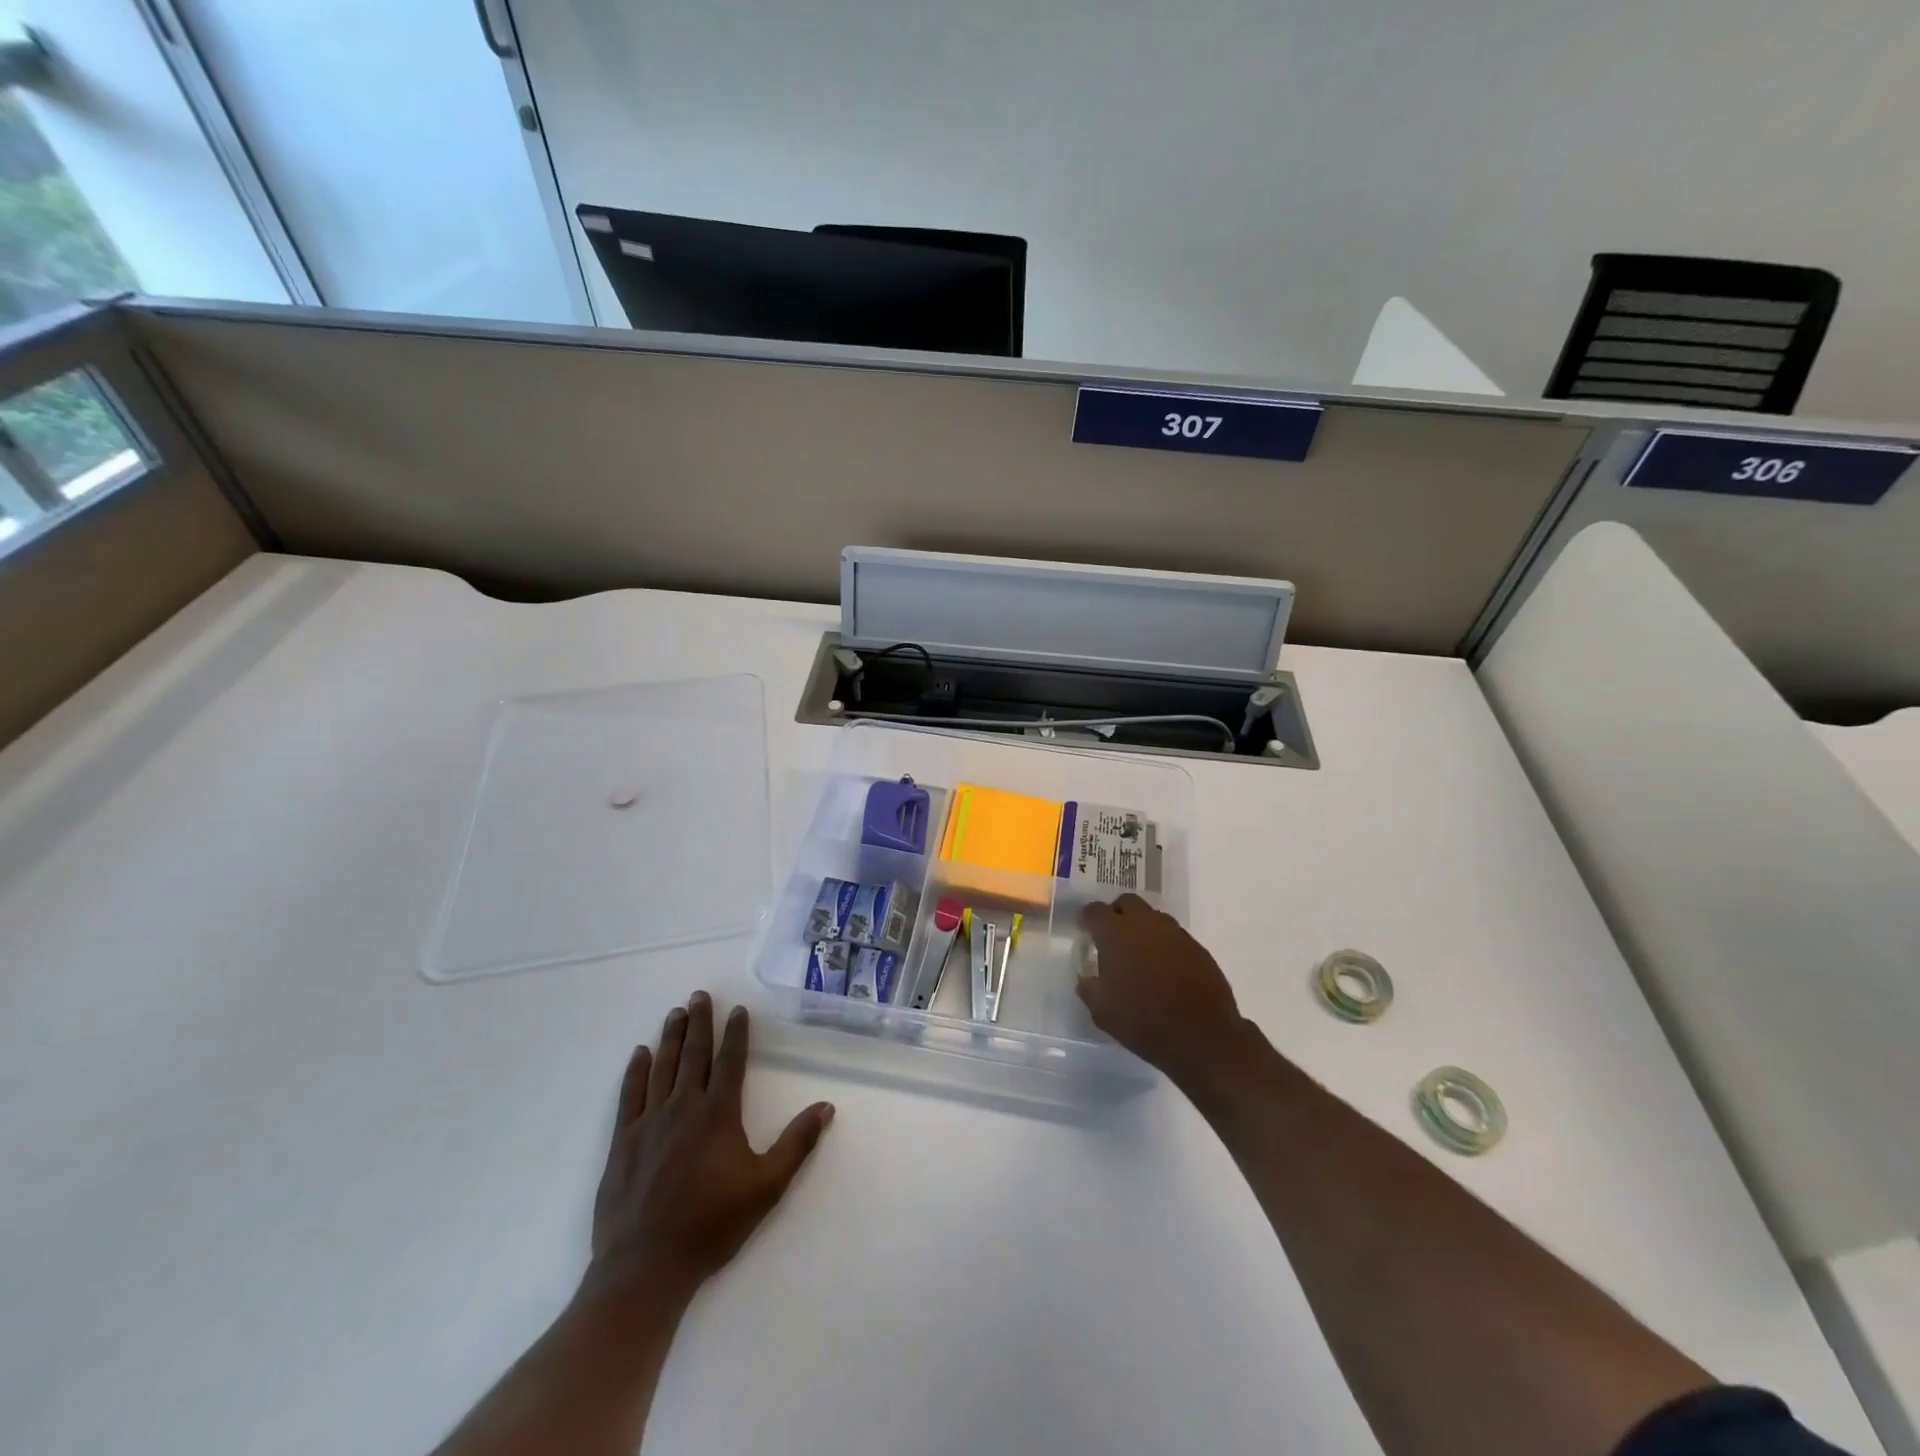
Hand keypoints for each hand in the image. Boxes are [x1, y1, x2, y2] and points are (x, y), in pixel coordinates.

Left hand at [584, 993, 833, 1308]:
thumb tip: (827, 1106)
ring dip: (670, 1037)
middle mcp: (683, 1107)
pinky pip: (630, 1095)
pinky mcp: (623, 1141)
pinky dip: (636, 1071)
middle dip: (699, 1022)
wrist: (644, 1268)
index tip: (737, 1010)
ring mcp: (649, 1122)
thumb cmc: (711, 1226)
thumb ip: (796, 1144)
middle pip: (693, 1054)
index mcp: (718, 1114)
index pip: (730, 1061)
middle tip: (700, 994)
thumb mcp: (766, 1187)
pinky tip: (640, 1054)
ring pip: (662, 1067)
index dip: (736, 1033)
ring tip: (675, 1012)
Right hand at [1076, 894, 1243, 1085]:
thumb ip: (1089, 988)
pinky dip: (1164, 945)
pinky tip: (1164, 970)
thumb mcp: (1102, 1011)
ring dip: (1142, 928)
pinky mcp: (1197, 948)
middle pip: (1127, 902)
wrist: (1202, 1036)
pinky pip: (1174, 936)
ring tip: (1139, 956)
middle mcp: (1146, 924)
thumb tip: (1087, 979)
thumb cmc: (1143, 1020)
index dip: (1087, 919)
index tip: (1085, 931)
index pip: (1095, 911)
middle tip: (1112, 938)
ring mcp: (1175, 933)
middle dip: (1116, 914)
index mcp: (1116, 933)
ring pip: (1153, 917)